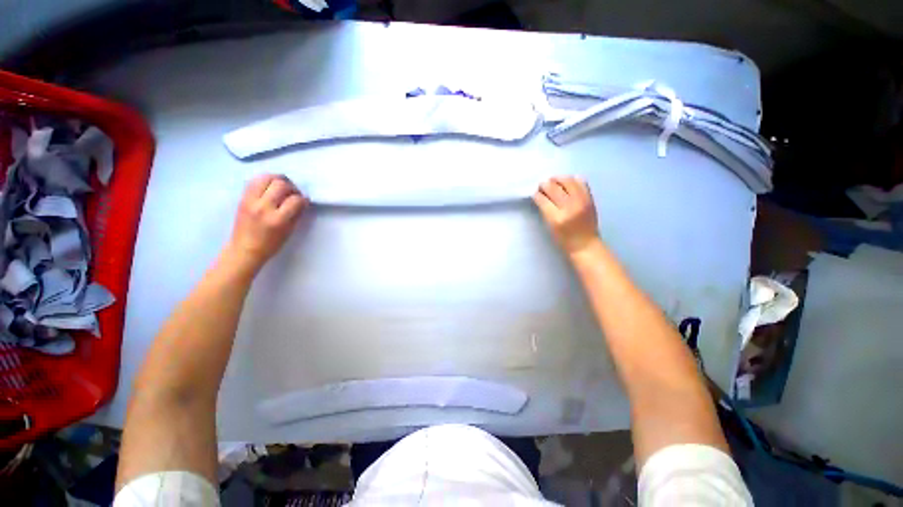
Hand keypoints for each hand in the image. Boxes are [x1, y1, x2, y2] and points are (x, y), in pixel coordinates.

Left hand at [225, 174, 307, 271]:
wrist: (244, 249)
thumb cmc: (270, 244)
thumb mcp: (289, 231)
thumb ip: (296, 215)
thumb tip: (302, 202)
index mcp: (278, 220)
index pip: (295, 200)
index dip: (303, 199)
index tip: (304, 201)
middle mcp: (263, 207)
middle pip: (281, 185)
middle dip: (292, 187)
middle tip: (294, 193)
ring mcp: (251, 201)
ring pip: (266, 178)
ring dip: (278, 180)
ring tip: (282, 187)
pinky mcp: (242, 198)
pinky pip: (254, 181)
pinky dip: (264, 180)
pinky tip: (269, 187)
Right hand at [532, 176, 600, 256]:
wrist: (585, 244)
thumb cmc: (564, 239)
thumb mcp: (550, 227)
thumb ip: (545, 211)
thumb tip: (541, 196)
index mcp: (557, 218)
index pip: (543, 200)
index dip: (537, 194)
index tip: (535, 192)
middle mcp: (570, 207)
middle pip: (554, 189)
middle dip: (545, 185)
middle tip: (542, 185)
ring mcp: (581, 201)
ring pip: (568, 181)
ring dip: (558, 179)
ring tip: (553, 180)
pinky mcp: (590, 199)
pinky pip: (581, 182)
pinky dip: (572, 179)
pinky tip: (567, 182)